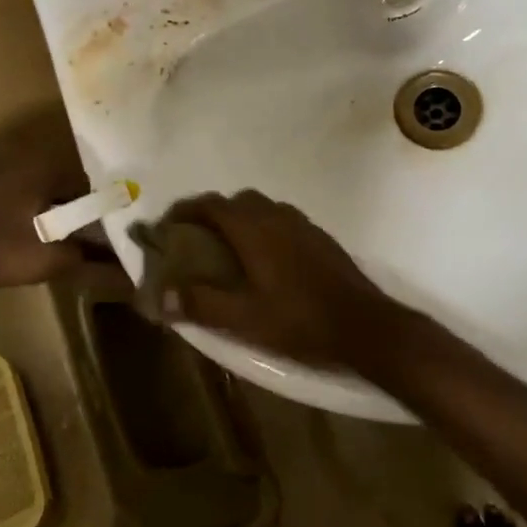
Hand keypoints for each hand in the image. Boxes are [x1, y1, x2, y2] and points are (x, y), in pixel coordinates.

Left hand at [0, 108, 90, 287]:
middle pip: (50, 175)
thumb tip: (126, 273)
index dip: (93, 210)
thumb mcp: (39, 260)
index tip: (90, 234)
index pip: (88, 183)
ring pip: (12, 172)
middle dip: (54, 203)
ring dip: (18, 196)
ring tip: (8, 229)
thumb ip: (85, 261)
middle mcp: (14, 145)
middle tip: (49, 234)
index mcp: (46, 163)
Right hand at [157, 190, 414, 368]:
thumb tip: (162, 295)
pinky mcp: (321, 238)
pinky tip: (265, 261)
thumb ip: (201, 303)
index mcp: (255, 229)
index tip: (167, 225)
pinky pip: (283, 220)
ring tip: (228, 251)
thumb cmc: (299, 321)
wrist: (364, 325)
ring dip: (241, 220)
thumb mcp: (244, 319)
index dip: (186, 210)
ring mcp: (303, 225)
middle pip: (237, 201)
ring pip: (263, 208)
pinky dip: (264, 229)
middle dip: (213, 213)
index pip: (212, 205)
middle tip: (196, 240)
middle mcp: (278, 216)